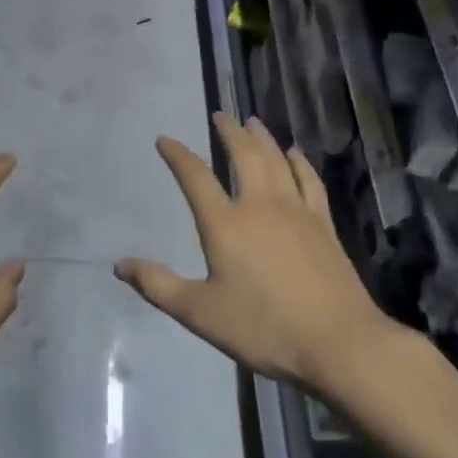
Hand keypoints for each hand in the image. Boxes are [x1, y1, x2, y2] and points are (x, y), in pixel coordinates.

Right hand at [116, 114, 415, 396]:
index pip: (195, 177)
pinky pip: (309, 180)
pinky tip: (295, 154)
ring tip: (253, 122)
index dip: (178, 155)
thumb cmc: (263, 328)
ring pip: (276, 160)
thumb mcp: (200, 313)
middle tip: (221, 115)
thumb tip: (119, 264)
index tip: (165, 140)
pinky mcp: (323, 224)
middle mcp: (259, 205)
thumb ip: (158, 286)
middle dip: (229, 132)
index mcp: (224, 224)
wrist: (338, 343)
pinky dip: (299, 162)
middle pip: (243, 155)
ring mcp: (295, 211)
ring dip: (262, 138)